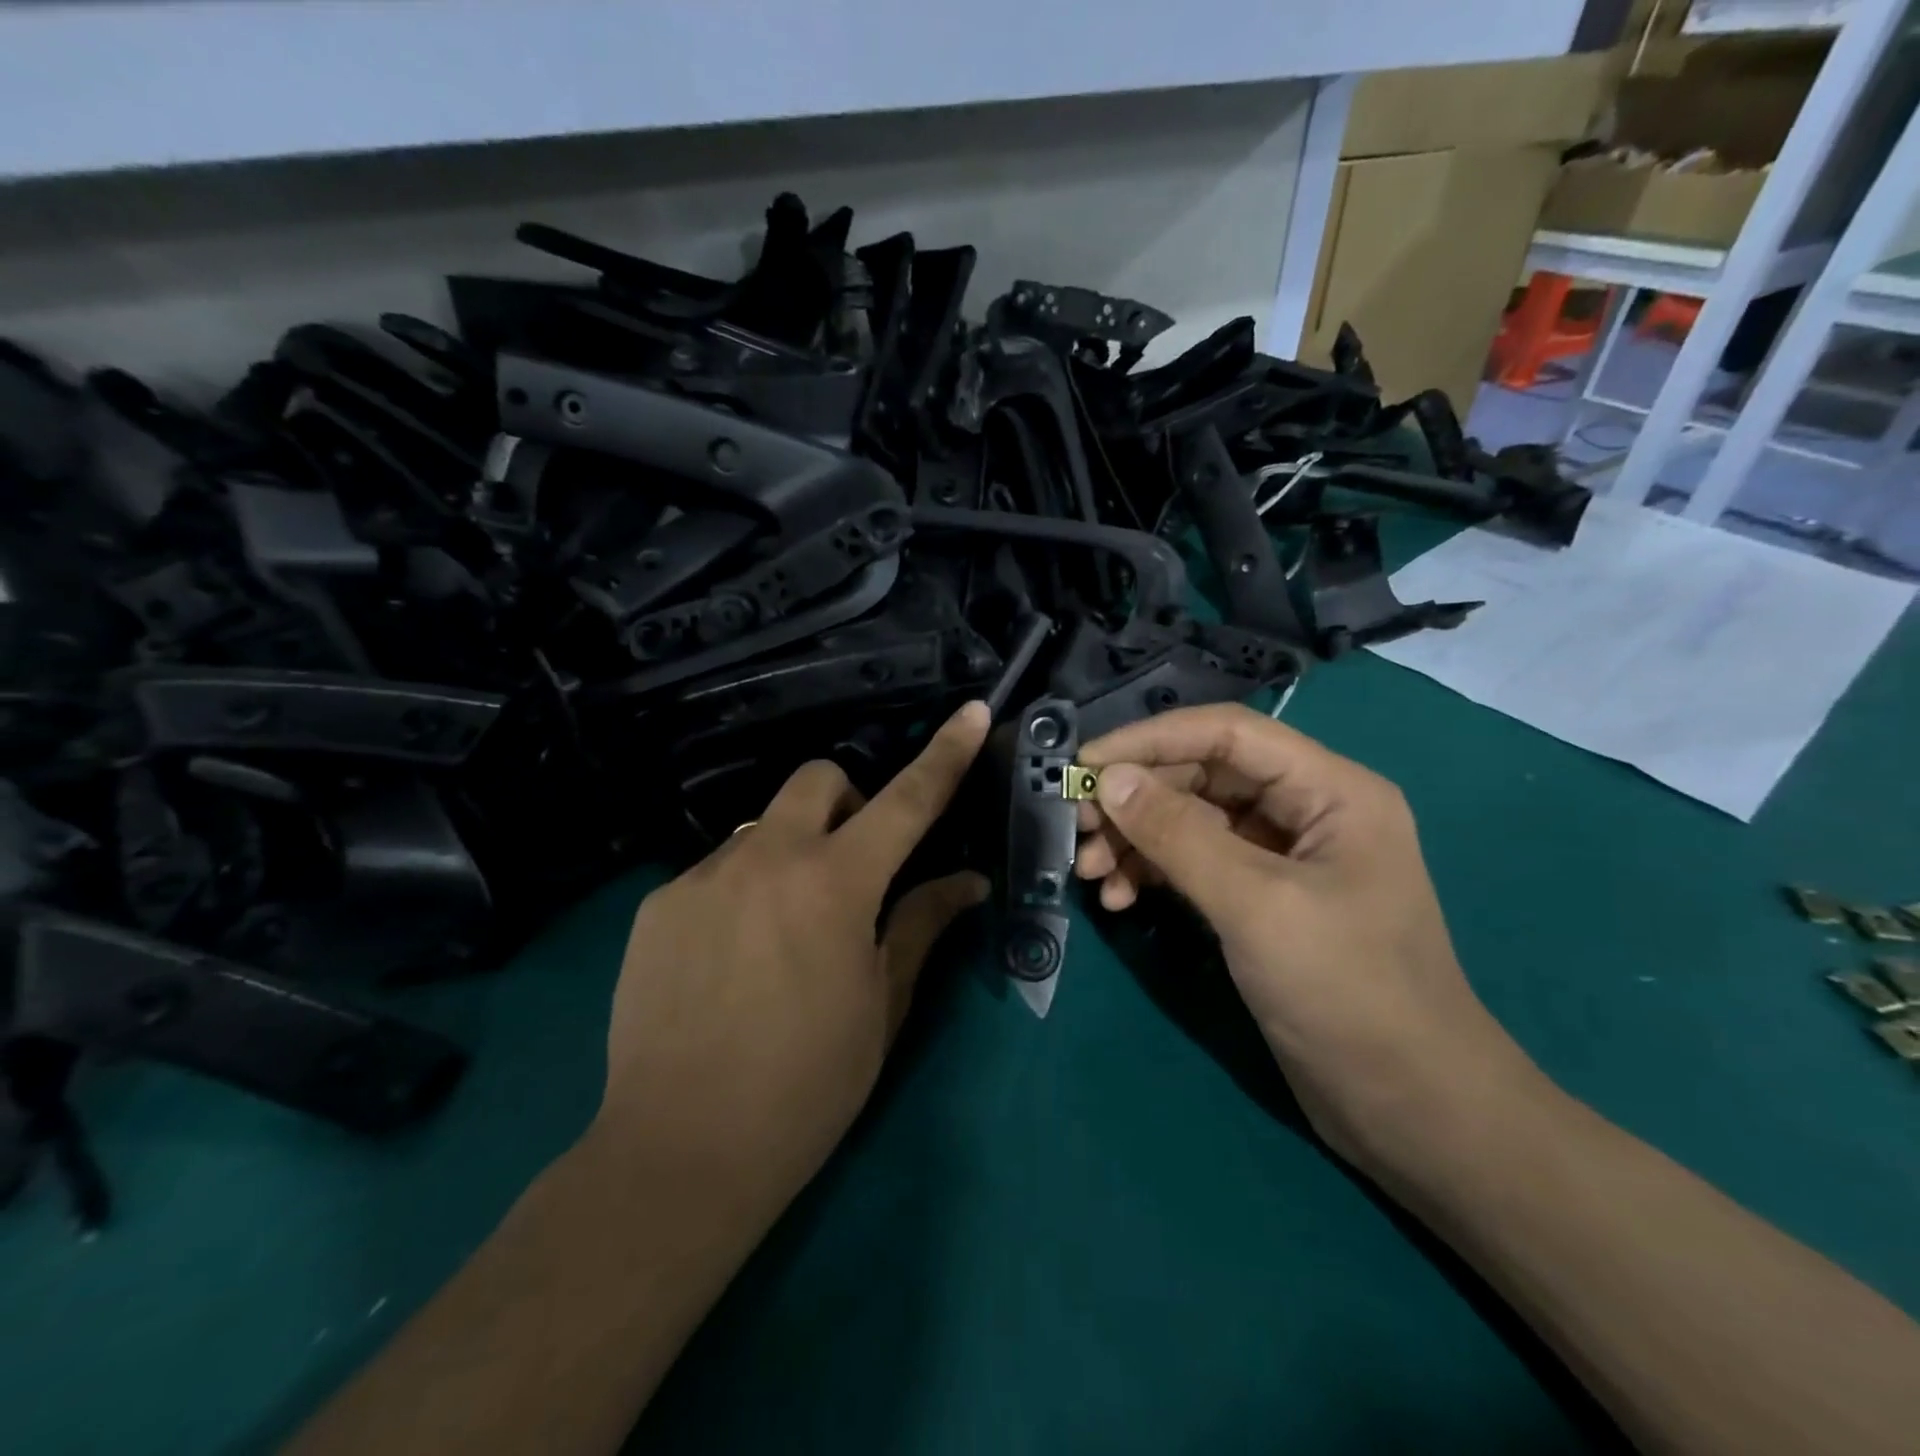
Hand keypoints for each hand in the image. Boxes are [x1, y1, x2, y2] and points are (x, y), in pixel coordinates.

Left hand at [593, 701, 990, 1219]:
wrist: (679, 1152)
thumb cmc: (807, 1085)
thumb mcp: (882, 1004)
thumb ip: (922, 925)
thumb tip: (968, 881)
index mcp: (835, 884)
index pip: (906, 800)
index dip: (944, 754)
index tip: (969, 711)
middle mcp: (766, 858)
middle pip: (817, 779)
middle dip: (847, 801)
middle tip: (854, 863)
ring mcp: (703, 876)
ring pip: (762, 828)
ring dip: (791, 852)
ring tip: (784, 928)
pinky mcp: (659, 904)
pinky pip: (716, 871)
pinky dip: (742, 890)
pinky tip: (732, 958)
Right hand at [1073, 705, 1537, 1171]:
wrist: (1408, 1107)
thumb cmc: (1347, 992)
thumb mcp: (1256, 905)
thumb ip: (1178, 835)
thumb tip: (1110, 779)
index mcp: (1331, 790)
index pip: (1227, 733)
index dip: (1151, 739)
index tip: (1085, 764)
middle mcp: (1307, 810)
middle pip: (1204, 777)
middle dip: (1137, 798)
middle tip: (1078, 825)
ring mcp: (1283, 857)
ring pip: (1193, 822)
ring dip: (1138, 840)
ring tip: (1093, 873)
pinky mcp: (1262, 900)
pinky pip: (1196, 865)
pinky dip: (1155, 875)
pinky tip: (1122, 900)